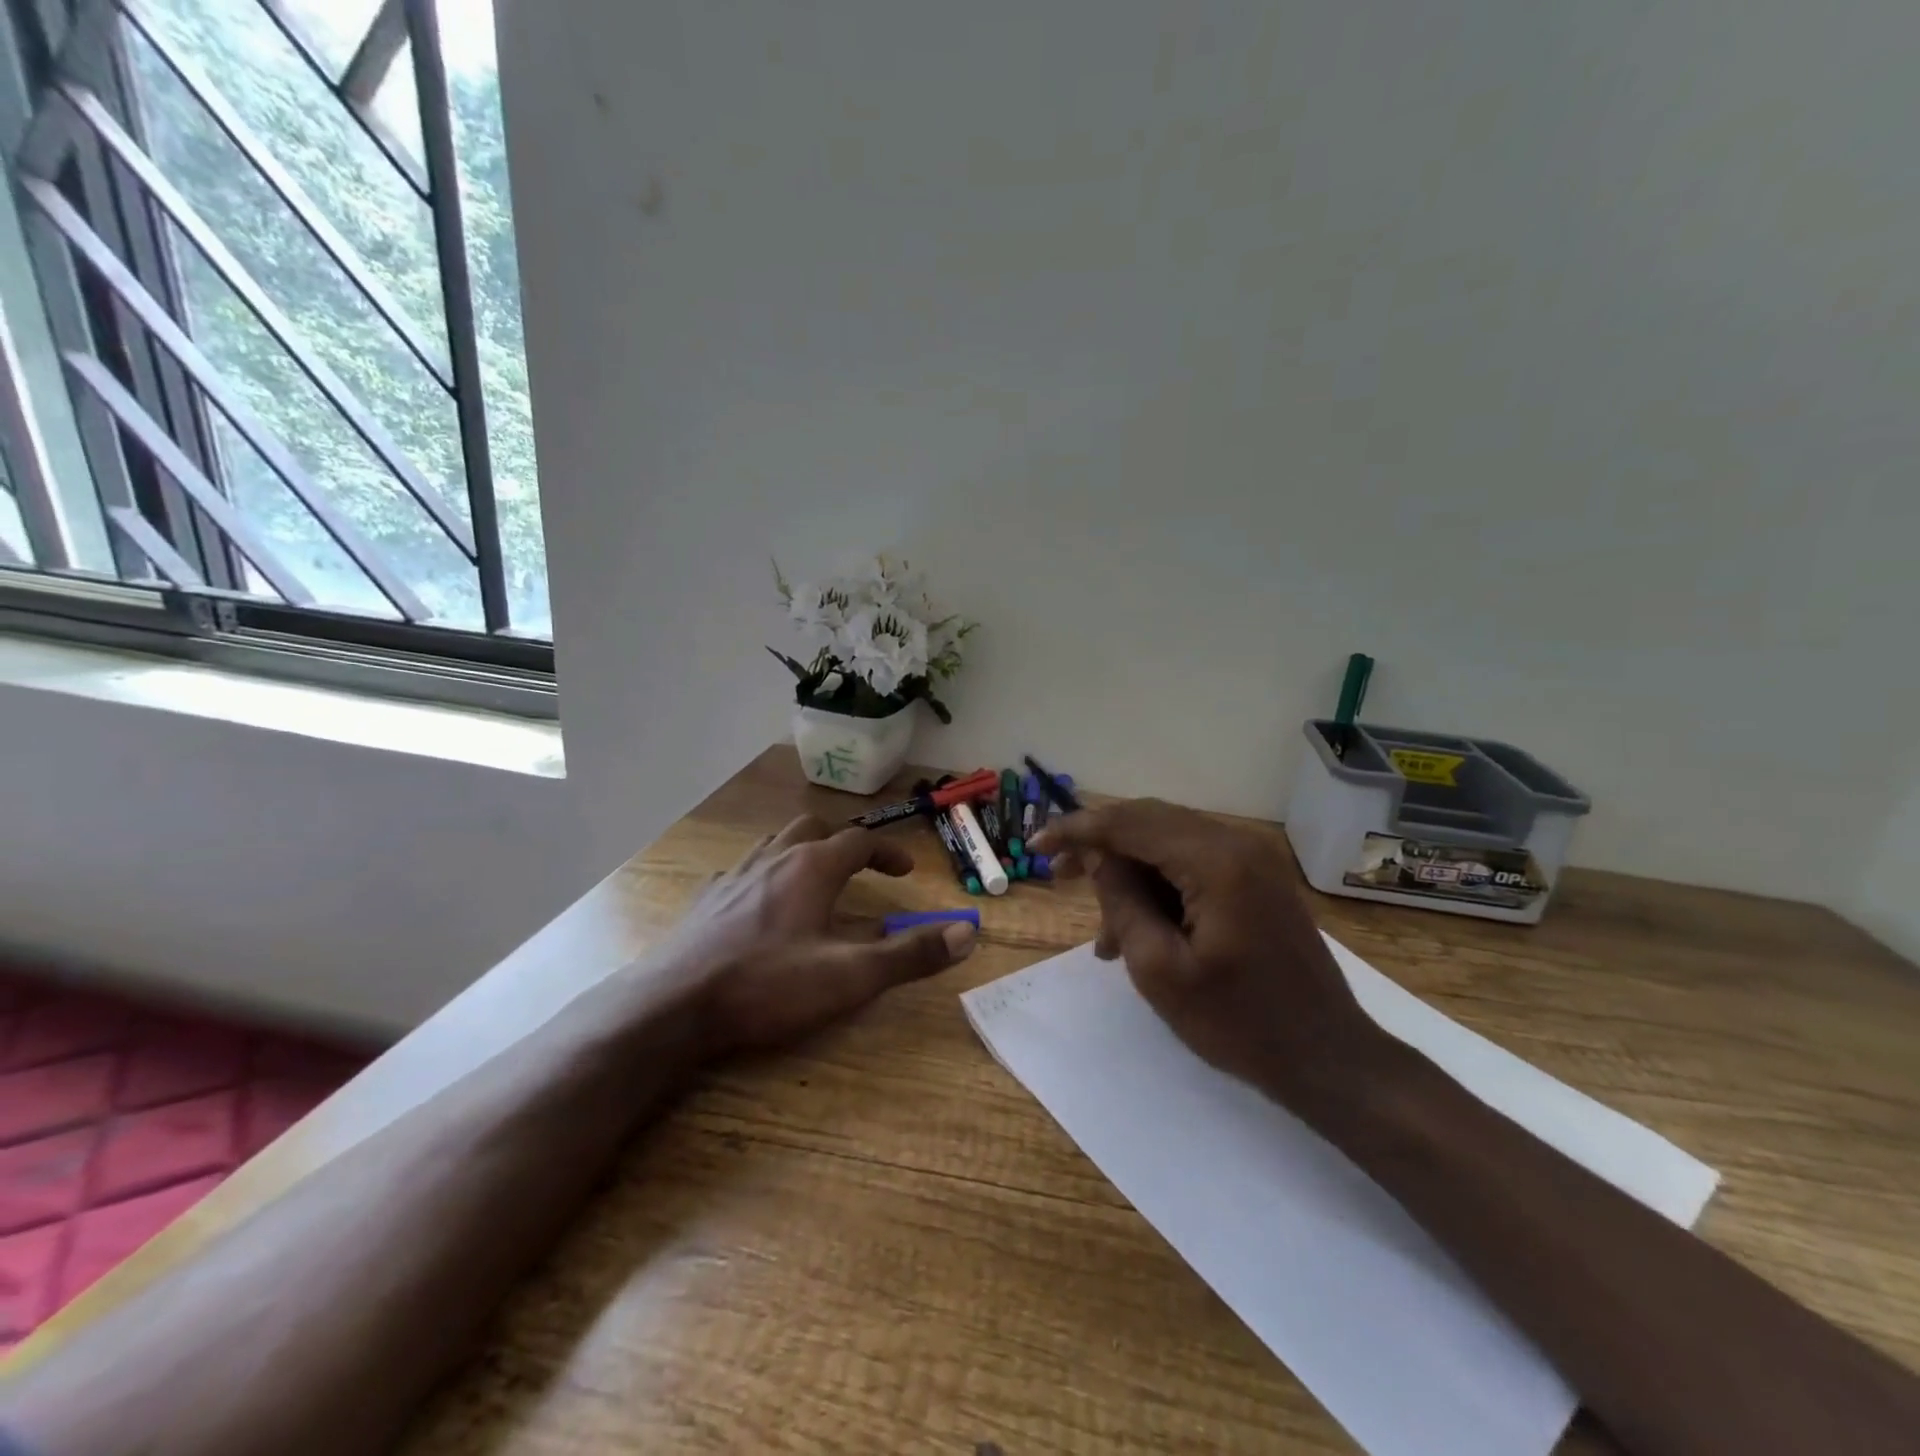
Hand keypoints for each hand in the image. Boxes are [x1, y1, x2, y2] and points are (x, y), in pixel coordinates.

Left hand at [663, 814, 976, 1055]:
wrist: (674, 1005)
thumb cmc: (767, 984)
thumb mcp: (850, 976)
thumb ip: (909, 954)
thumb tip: (967, 933)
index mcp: (812, 867)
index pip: (860, 842)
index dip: (887, 853)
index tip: (905, 872)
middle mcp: (773, 858)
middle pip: (814, 828)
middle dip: (843, 842)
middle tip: (861, 867)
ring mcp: (734, 875)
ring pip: (775, 843)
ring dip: (802, 851)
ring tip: (814, 879)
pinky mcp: (706, 899)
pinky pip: (741, 870)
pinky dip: (763, 875)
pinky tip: (759, 903)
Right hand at [1032, 799, 1384, 1114]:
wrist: (1329, 1059)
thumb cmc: (1240, 1023)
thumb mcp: (1160, 970)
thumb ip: (1122, 902)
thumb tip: (1098, 858)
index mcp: (1215, 861)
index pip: (1130, 823)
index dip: (1078, 829)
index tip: (1036, 844)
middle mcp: (1237, 843)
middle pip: (1149, 822)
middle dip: (1100, 845)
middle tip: (1058, 874)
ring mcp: (1252, 860)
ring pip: (1168, 844)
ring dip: (1129, 873)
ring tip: (1103, 933)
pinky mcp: (1257, 880)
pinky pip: (1193, 865)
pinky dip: (1159, 886)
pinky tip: (1139, 929)